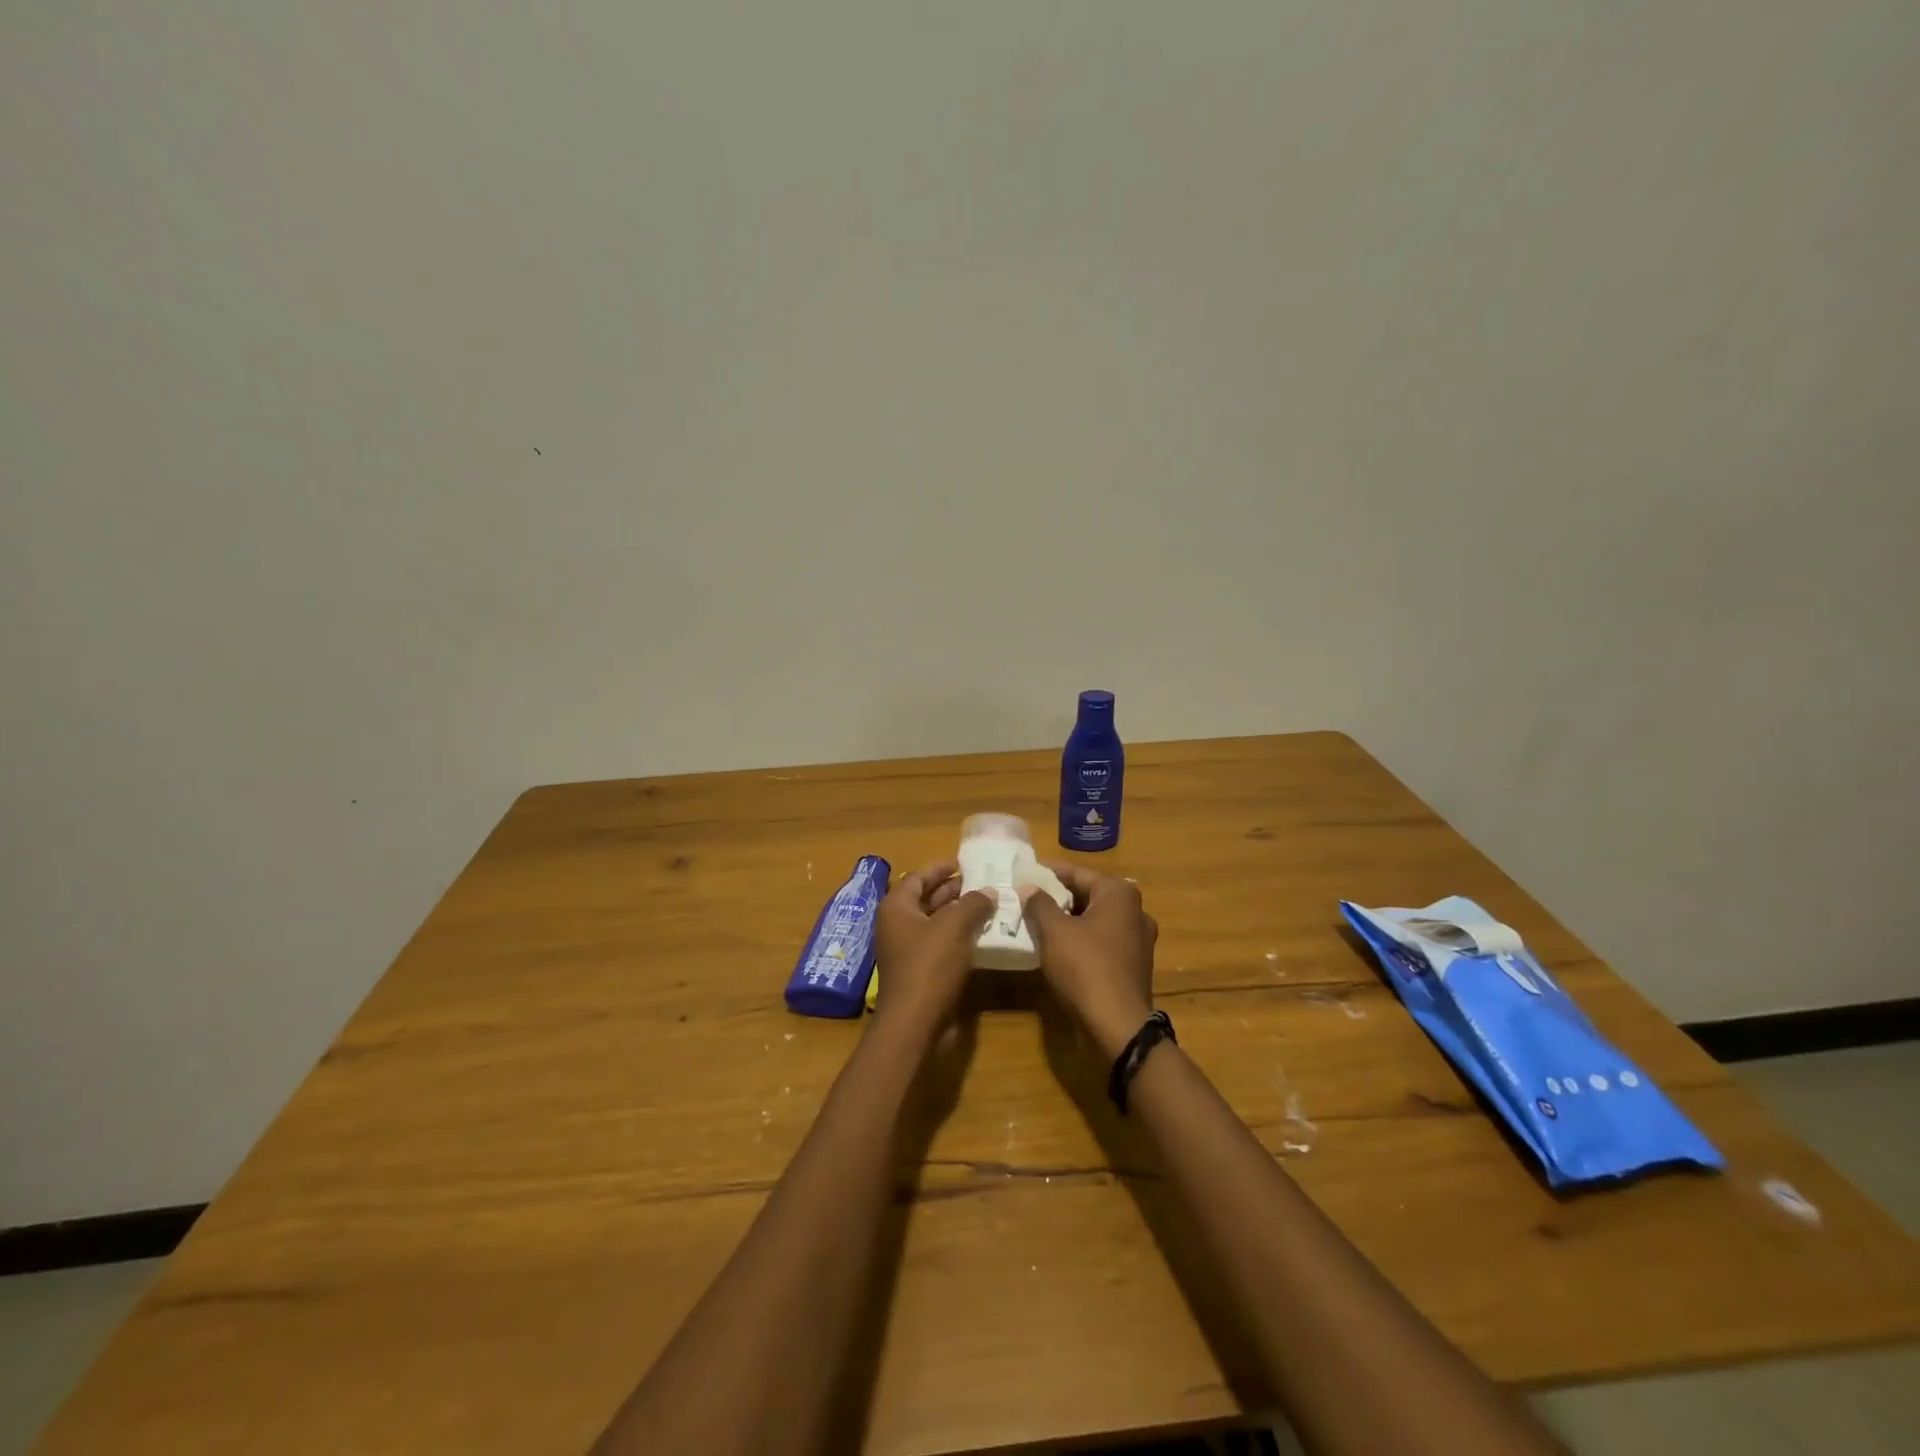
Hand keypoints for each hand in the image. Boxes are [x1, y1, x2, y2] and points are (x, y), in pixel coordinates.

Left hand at [872, 860, 995, 1028]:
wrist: (914, 1023)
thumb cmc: (929, 966)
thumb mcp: (954, 927)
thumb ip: (972, 904)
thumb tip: (988, 891)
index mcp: (897, 907)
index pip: (918, 876)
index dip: (942, 867)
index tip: (966, 862)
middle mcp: (898, 925)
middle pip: (927, 898)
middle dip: (955, 890)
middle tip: (985, 883)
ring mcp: (908, 950)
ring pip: (936, 923)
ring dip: (960, 914)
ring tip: (991, 905)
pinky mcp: (920, 972)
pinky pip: (941, 945)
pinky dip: (960, 937)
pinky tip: (984, 935)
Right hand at [1019, 864, 1158, 1058]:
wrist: (1117, 1027)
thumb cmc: (1085, 968)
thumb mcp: (1054, 931)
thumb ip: (1039, 904)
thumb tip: (1029, 888)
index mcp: (1120, 895)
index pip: (1078, 873)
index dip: (1049, 873)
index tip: (1024, 874)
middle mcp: (1135, 912)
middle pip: (1088, 895)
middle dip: (1057, 898)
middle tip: (1026, 899)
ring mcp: (1137, 941)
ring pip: (1094, 920)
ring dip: (1067, 921)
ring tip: (1036, 923)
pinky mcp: (1133, 966)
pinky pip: (1101, 942)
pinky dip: (1080, 940)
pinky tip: (1056, 949)